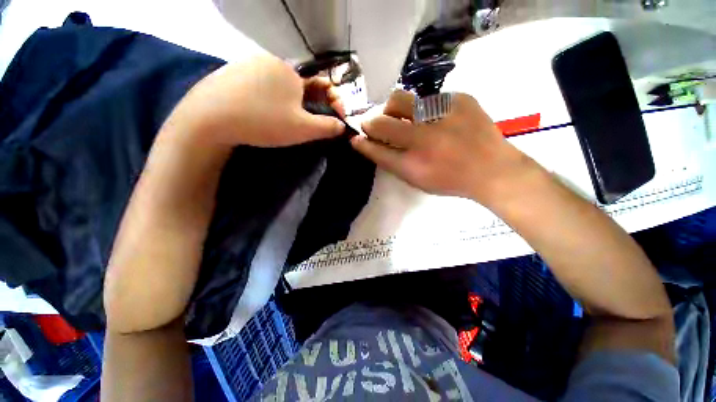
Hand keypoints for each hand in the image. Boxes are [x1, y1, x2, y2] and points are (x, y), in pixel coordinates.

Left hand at [168, 54, 344, 146]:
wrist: (210, 118)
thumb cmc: (265, 122)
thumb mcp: (303, 129)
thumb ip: (327, 127)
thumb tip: (342, 125)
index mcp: (290, 71)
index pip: (318, 86)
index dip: (328, 103)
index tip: (329, 120)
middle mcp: (269, 61)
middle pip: (297, 86)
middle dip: (304, 105)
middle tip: (298, 126)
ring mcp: (246, 64)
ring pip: (276, 86)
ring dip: (283, 103)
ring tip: (276, 122)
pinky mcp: (228, 73)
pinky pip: (256, 86)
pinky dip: (263, 100)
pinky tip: (256, 113)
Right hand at [351, 90, 534, 204]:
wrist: (492, 169)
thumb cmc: (450, 180)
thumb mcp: (417, 180)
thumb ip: (392, 162)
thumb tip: (371, 144)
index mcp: (412, 165)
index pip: (376, 149)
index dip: (363, 142)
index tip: (355, 137)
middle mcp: (423, 139)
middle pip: (382, 121)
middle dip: (371, 122)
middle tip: (374, 124)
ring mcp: (441, 115)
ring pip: (400, 99)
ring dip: (394, 109)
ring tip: (405, 118)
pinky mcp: (459, 98)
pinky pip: (428, 97)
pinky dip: (424, 108)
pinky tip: (436, 118)